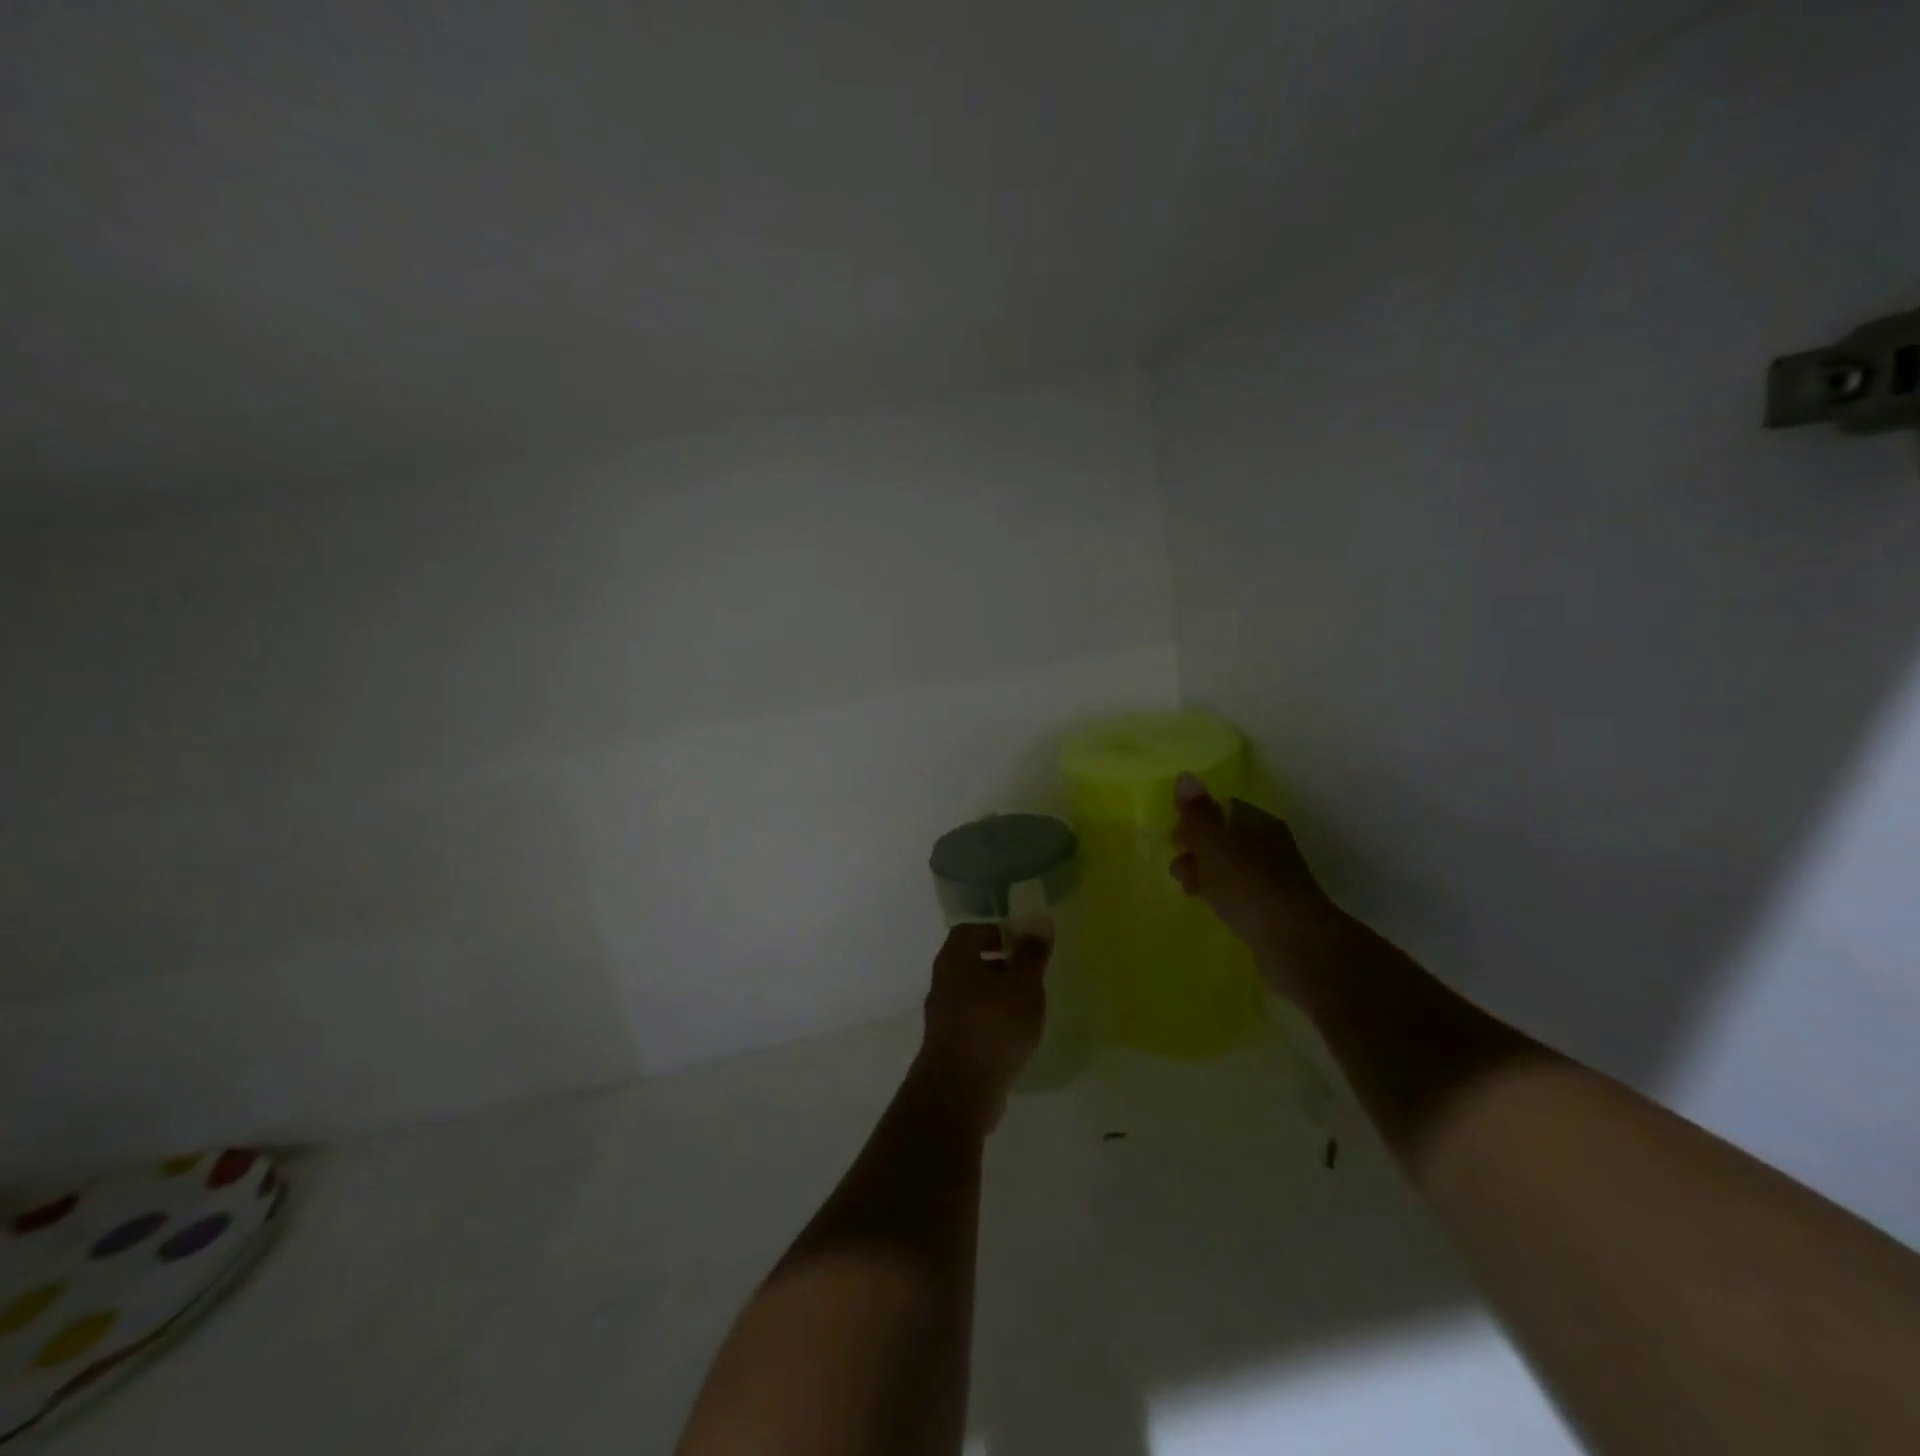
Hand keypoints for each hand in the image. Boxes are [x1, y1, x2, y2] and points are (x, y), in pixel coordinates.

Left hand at [916, 923, 1048, 1130]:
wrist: (960, 1090)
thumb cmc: (994, 1026)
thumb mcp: (1023, 985)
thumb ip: (1031, 954)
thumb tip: (1039, 920)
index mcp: (954, 960)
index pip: (969, 932)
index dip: (995, 932)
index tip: (1022, 945)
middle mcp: (942, 983)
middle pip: (969, 963)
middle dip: (1000, 966)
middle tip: (1030, 976)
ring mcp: (942, 1017)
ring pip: (971, 995)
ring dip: (997, 997)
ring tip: (1028, 1009)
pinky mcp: (947, 1047)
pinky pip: (972, 1023)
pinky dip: (991, 1023)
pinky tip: (1014, 1039)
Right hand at [1170, 773, 1342, 999]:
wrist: (1296, 944)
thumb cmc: (1249, 886)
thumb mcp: (1215, 845)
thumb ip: (1198, 813)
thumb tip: (1185, 776)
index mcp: (1259, 823)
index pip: (1222, 808)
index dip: (1195, 819)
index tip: (1174, 840)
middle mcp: (1270, 845)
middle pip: (1225, 837)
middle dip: (1196, 849)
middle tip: (1178, 869)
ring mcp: (1275, 878)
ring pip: (1230, 867)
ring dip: (1205, 874)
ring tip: (1188, 891)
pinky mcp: (1274, 908)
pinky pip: (1239, 892)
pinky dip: (1221, 895)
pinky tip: (1212, 907)